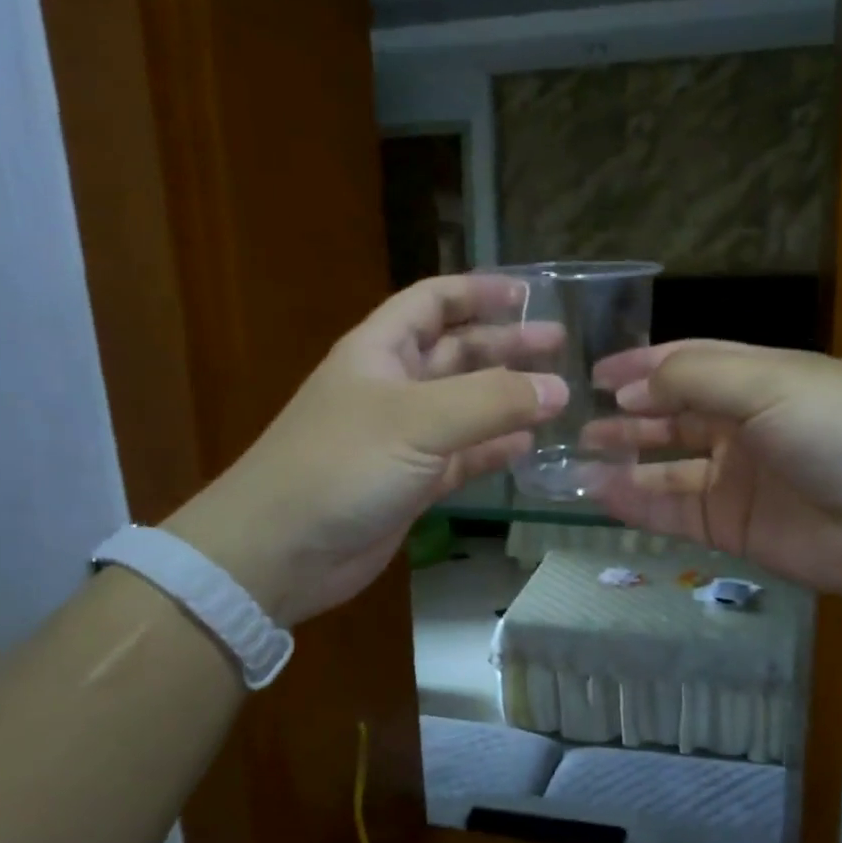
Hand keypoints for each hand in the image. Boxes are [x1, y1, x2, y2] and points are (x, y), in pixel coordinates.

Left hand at [165, 276, 565, 625]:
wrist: (281, 551)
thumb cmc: (342, 465)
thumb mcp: (418, 420)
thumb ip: (492, 400)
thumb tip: (559, 388)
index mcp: (381, 351)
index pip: (433, 301)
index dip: (478, 291)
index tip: (530, 294)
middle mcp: (394, 387)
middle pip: (458, 352)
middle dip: (505, 345)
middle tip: (560, 345)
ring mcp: (404, 438)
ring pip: (466, 406)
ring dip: (508, 398)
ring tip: (558, 396)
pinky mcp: (413, 483)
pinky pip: (464, 456)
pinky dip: (495, 450)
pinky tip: (528, 446)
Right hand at [587, 340, 841, 602]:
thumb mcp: (769, 383)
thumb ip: (694, 378)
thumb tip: (630, 389)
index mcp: (759, 378)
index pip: (688, 362)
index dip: (641, 366)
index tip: (594, 375)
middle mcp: (744, 425)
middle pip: (672, 415)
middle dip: (627, 415)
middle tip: (577, 423)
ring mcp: (737, 479)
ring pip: (667, 465)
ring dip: (625, 459)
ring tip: (578, 459)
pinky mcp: (734, 527)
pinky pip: (675, 511)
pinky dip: (638, 504)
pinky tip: (602, 495)